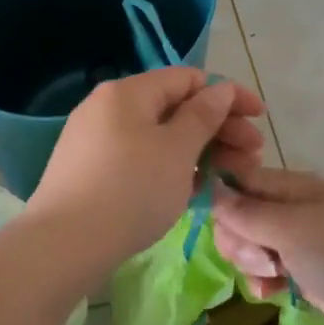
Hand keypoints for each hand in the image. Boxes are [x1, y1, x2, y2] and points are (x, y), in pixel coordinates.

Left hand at [27, 68, 266, 268]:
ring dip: (199, 152)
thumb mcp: (177, 151)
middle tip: (253, 157)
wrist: (63, 245)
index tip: (259, 119)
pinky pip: (140, 158)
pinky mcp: (90, 171)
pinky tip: (192, 191)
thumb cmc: (130, 190)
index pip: (188, 79)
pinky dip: (171, 168)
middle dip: (219, 129)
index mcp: (128, 92)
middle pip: (175, 108)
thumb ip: (203, 116)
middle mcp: (108, 108)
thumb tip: (219, 90)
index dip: (229, 95)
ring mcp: (95, 140)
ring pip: (159, 137)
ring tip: (229, 177)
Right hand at [212, 168, 323, 324]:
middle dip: (239, 238)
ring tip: (271, 276)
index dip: (223, 201)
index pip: (242, 181)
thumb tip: (210, 188)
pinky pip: (270, 270)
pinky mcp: (308, 273)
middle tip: (257, 257)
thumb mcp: (290, 229)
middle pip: (243, 216)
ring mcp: (303, 242)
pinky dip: (265, 280)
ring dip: (251, 263)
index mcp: (294, 187)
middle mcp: (295, 209)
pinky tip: (271, 293)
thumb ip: (246, 212)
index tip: (218, 225)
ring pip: (253, 246)